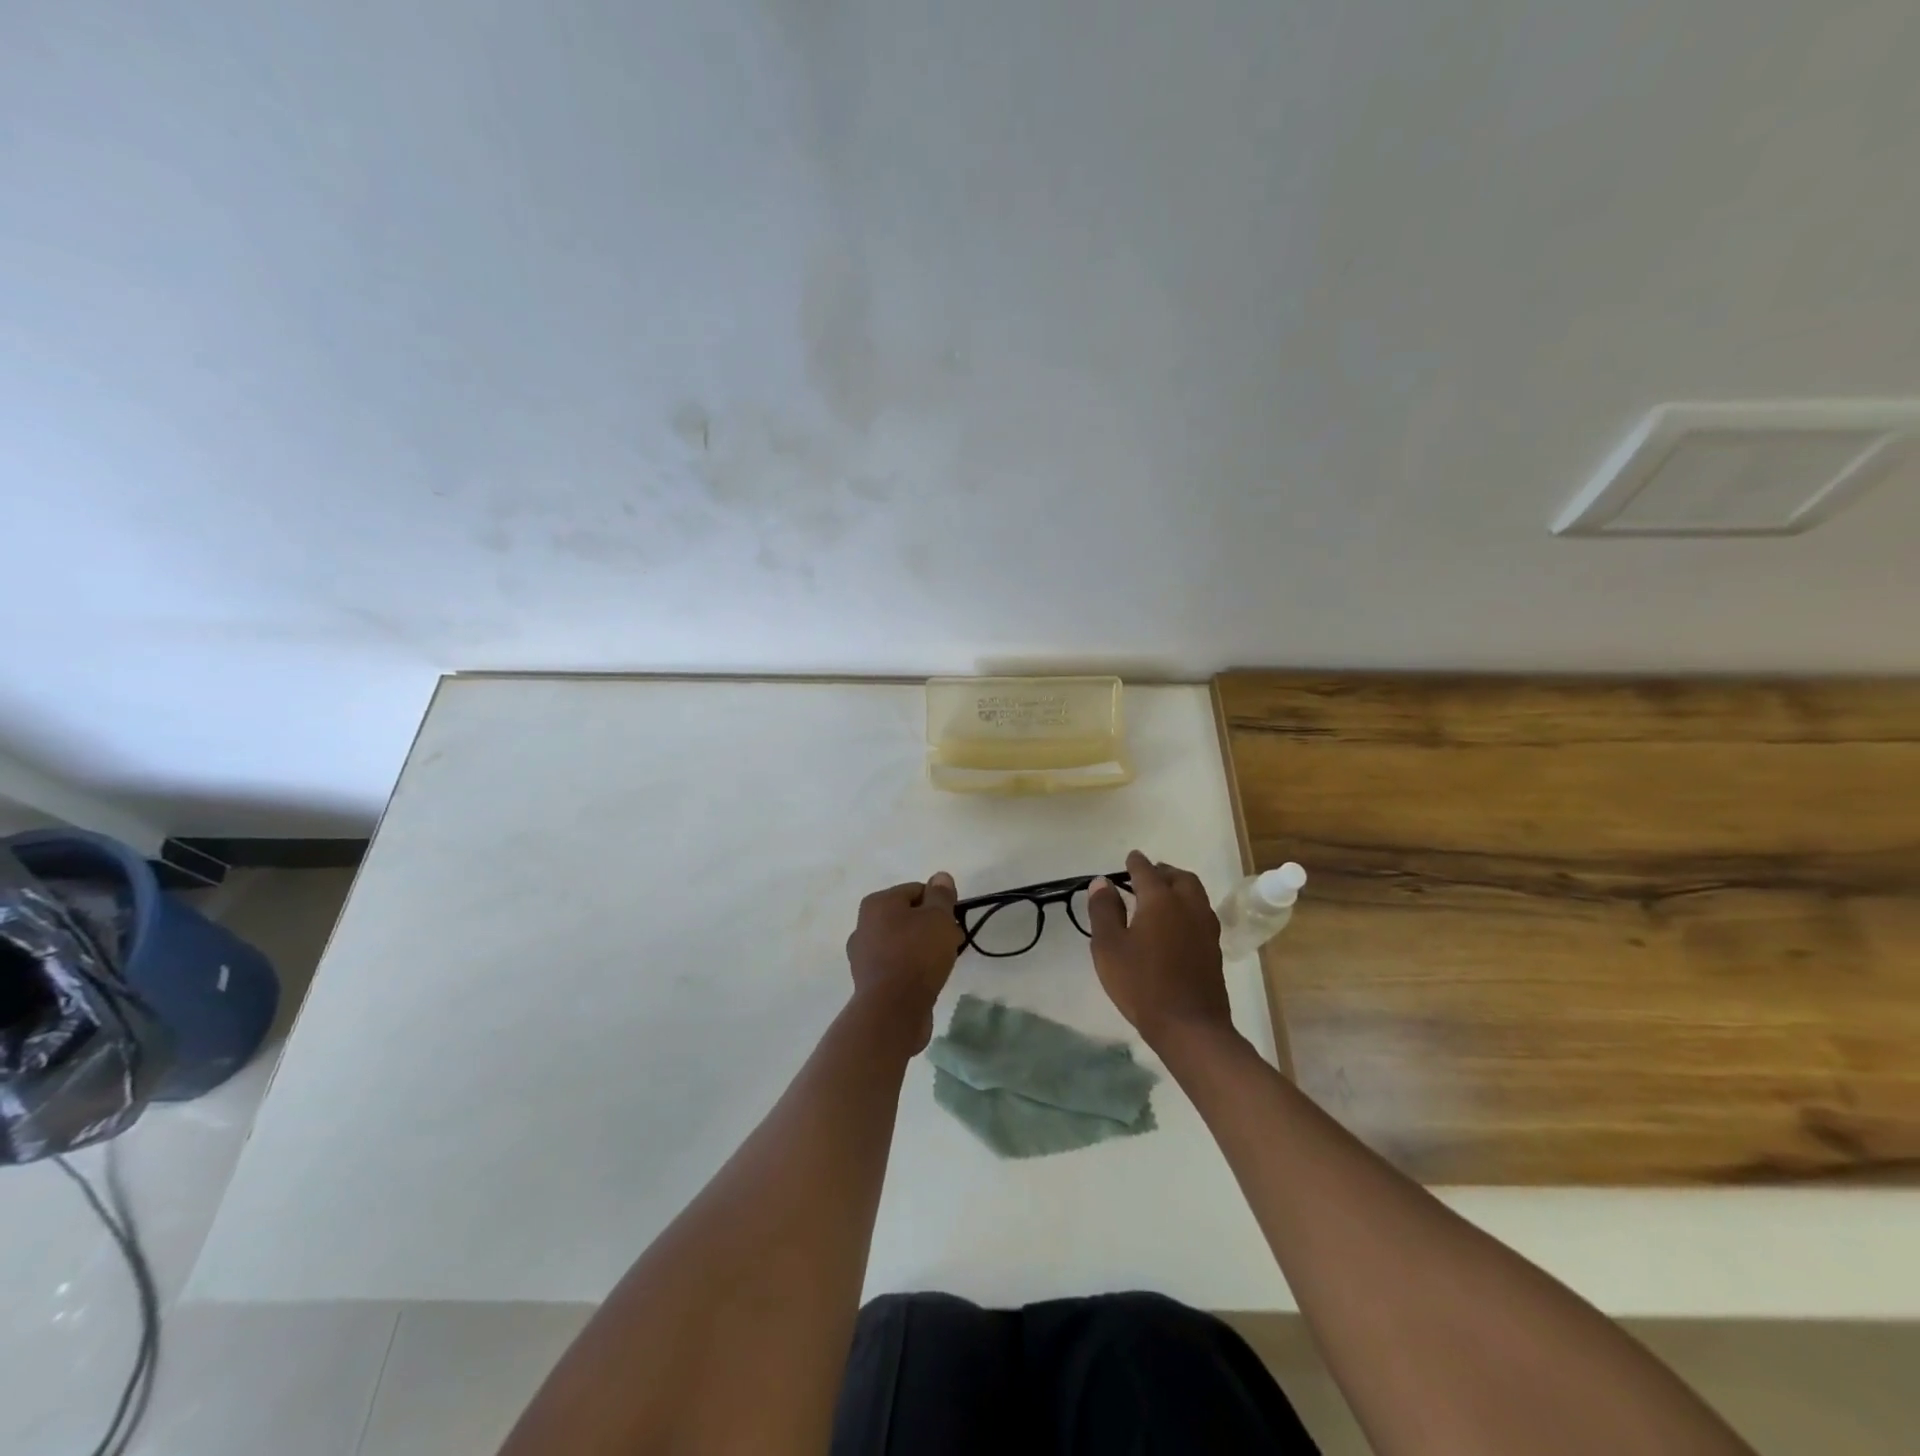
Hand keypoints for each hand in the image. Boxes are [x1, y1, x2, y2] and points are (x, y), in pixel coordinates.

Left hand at [845, 873, 963, 1051]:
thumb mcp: (938, 918)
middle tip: (952, 943)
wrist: (893, 1009)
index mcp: (877, 903)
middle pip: (908, 916)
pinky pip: (897, 965)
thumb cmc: (917, 954)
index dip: (939, 903)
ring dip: (923, 948)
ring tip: (942, 964)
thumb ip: (941, 895)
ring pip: (902, 942)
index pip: (916, 890)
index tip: (953, 922)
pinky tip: (927, 980)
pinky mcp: (869, 981)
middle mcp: (864, 925)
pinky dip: (912, 968)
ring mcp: (863, 955)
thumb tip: (940, 876)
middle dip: (932, 927)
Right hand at [1086, 851, 1234, 1046]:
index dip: (1135, 863)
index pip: (1146, 871)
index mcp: (1160, 900)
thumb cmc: (1142, 984)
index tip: (1129, 858)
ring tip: (1163, 896)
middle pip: (1179, 877)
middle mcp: (1187, 905)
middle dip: (1163, 871)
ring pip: (1195, 893)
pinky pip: (1201, 913)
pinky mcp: (1214, 948)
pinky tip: (1177, 923)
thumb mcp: (1109, 947)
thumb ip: (1104, 910)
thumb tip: (1102, 882)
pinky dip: (1187, 907)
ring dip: (1179, 887)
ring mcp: (1206, 927)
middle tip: (1147, 875)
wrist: (1190, 1026)